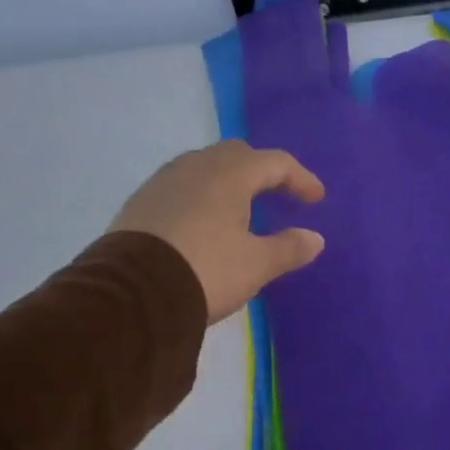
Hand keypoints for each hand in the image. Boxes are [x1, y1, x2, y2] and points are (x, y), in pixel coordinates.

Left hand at [111, 141, 324, 323]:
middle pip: (237, 155)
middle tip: (279, 195)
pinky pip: (181, 187)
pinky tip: (204, 223)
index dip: (300, 179)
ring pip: (204, 168)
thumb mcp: (256, 265)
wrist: (133, 293)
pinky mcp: (140, 203)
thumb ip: (289, 248)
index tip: (316, 200)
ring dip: (230, 182)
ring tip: (241, 209)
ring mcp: (162, 182)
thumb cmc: (206, 270)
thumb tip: (314, 238)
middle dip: (263, 172)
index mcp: (229, 175)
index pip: (275, 163)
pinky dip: (202, 196)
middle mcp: (195, 167)